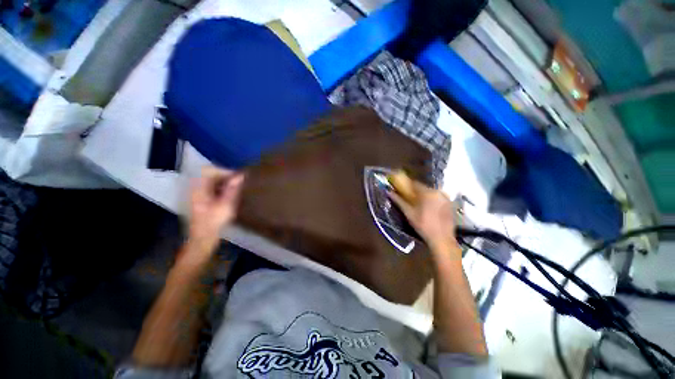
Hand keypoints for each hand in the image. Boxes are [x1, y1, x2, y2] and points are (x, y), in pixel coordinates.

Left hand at [187, 167, 243, 258]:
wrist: (202, 238)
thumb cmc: (214, 222)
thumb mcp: (226, 205)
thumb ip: (233, 189)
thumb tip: (241, 176)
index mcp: (199, 188)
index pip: (209, 170)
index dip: (224, 171)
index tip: (237, 177)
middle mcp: (196, 188)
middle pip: (209, 174)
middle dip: (225, 176)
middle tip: (239, 182)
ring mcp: (197, 194)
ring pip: (210, 181)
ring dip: (224, 182)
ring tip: (236, 188)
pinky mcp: (200, 200)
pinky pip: (210, 188)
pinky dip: (220, 188)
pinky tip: (229, 195)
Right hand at [387, 173, 456, 251]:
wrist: (442, 238)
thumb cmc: (423, 225)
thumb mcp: (408, 213)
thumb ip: (399, 201)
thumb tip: (389, 192)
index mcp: (427, 192)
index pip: (414, 183)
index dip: (407, 186)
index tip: (402, 189)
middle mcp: (437, 192)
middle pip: (423, 188)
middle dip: (416, 191)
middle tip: (410, 198)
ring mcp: (445, 197)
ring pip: (431, 192)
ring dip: (424, 196)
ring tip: (419, 204)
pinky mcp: (450, 204)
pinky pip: (438, 197)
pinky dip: (432, 200)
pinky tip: (429, 208)